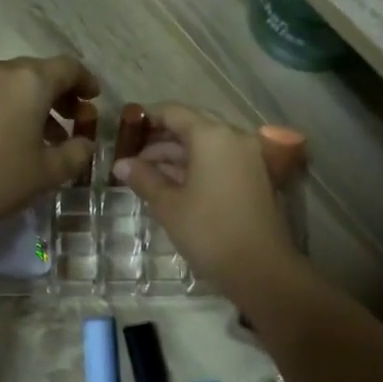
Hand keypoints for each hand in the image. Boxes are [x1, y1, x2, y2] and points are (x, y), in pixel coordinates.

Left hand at [0, 56, 99, 239]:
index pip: (68, 67)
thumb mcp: (49, 172)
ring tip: (48, 138)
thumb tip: (85, 143)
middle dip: (61, 94)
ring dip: (37, 104)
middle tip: (74, 121)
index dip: (86, 82)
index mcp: (29, 80)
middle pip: (40, 72)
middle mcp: (0, 71)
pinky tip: (15, 140)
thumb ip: (76, 153)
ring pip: (15, 84)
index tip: (95, 100)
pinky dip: (12, 108)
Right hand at [112, 105, 299, 287]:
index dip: (147, 117)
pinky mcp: (256, 177)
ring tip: (146, 174)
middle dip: (161, 139)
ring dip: (177, 155)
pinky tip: (173, 184)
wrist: (261, 268)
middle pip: (192, 126)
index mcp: (212, 136)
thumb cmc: (209, 231)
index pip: (174, 112)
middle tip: (132, 155)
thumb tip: (121, 164)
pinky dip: (197, 166)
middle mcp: (234, 137)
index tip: (125, 128)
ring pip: (207, 145)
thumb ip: (143, 178)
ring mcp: (249, 157)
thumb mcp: (168, 205)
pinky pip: (220, 160)